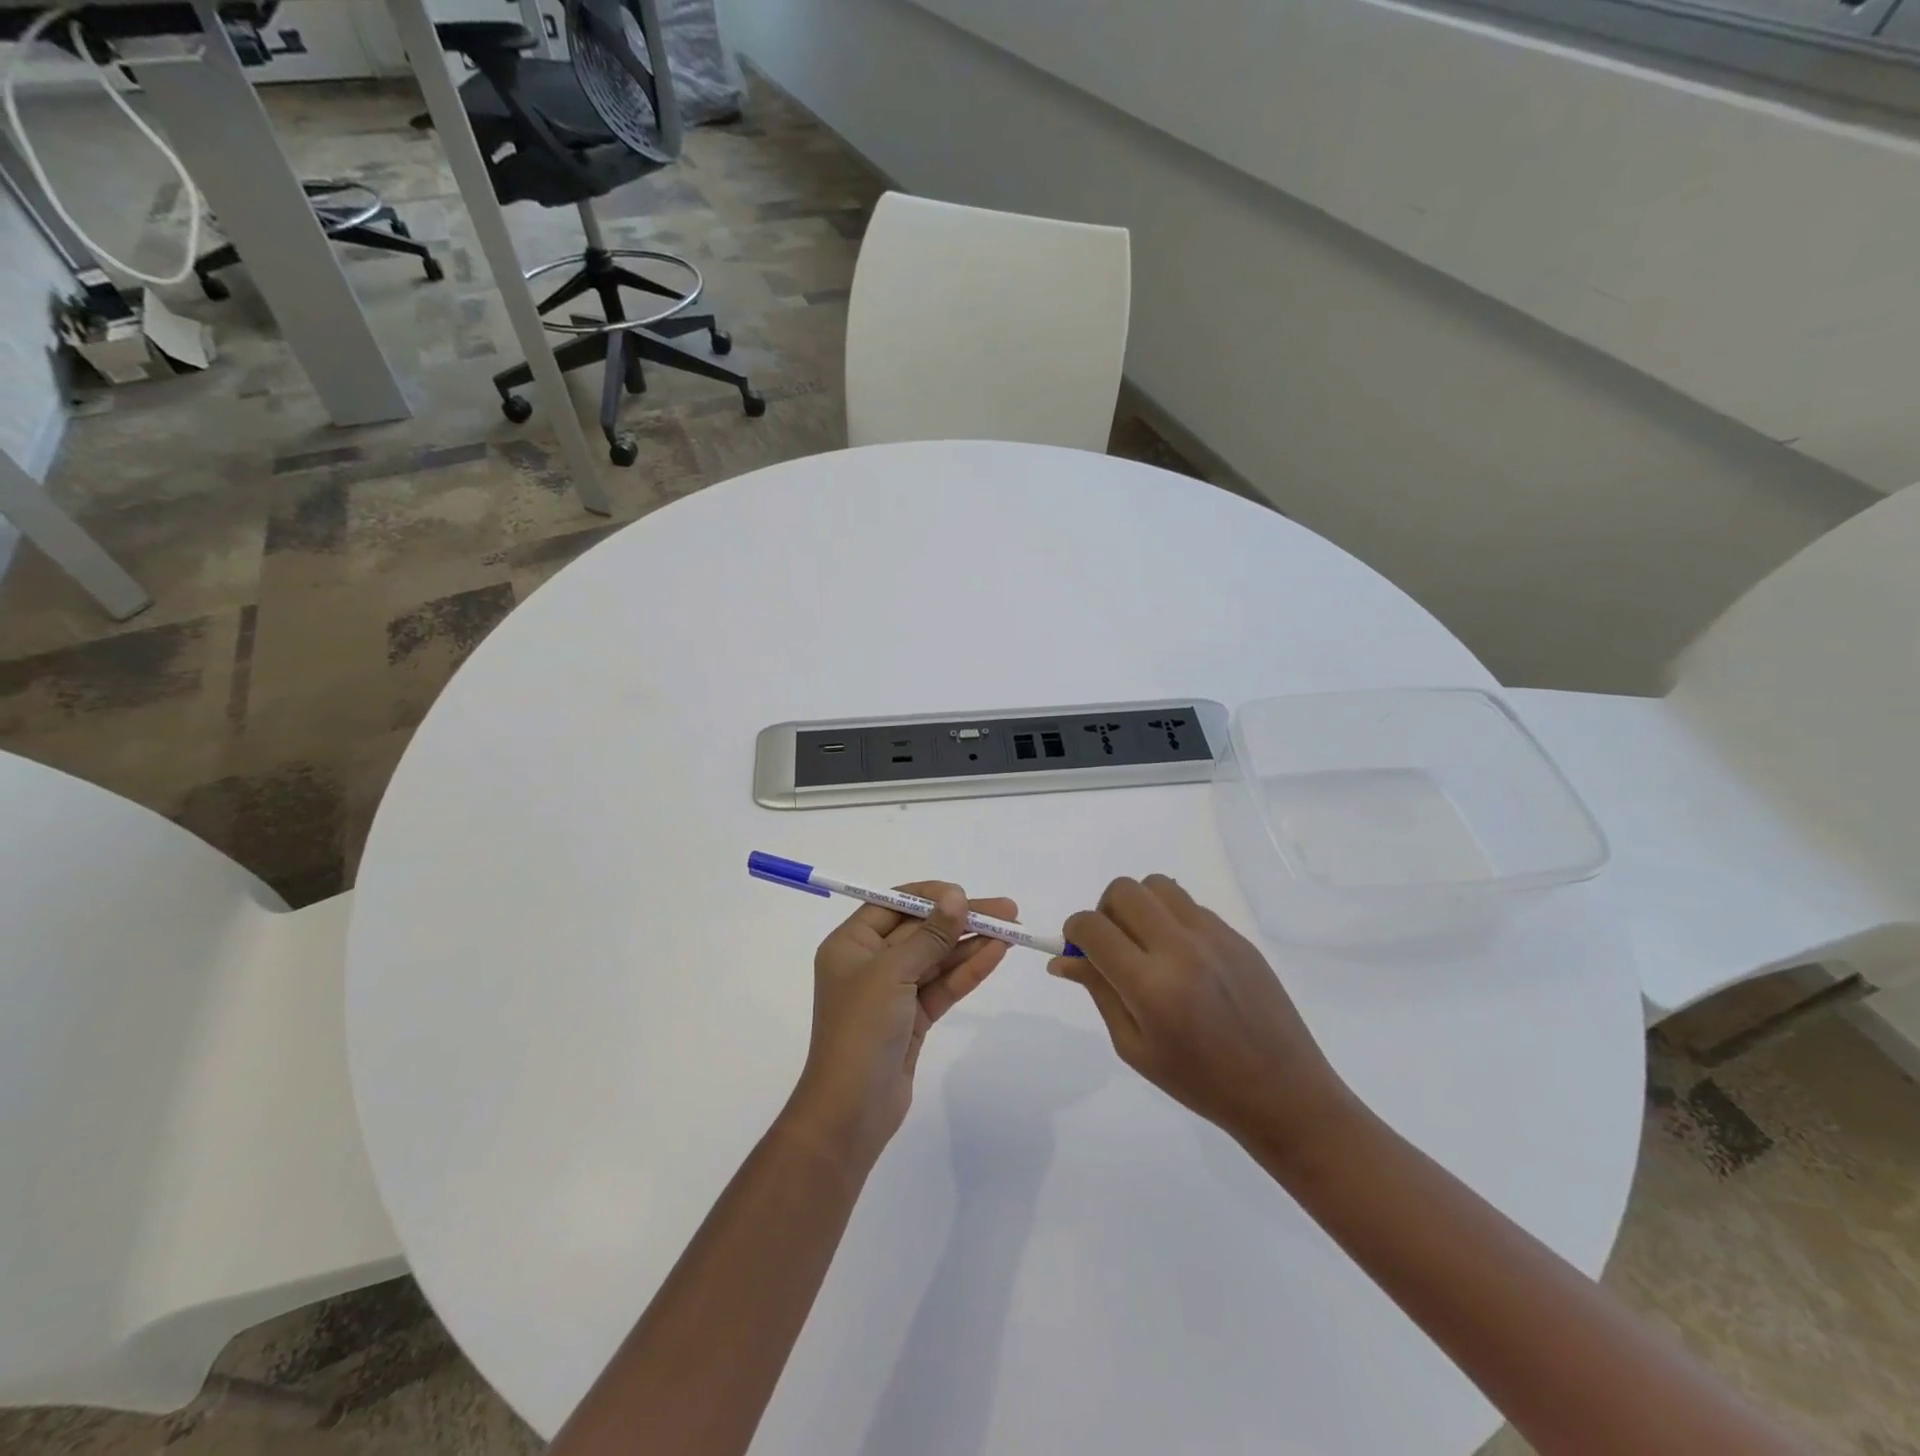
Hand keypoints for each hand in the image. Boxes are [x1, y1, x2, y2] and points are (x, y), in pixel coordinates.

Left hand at [784, 883, 1016, 1171]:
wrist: (851, 1111)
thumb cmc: (861, 1029)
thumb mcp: (893, 973)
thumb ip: (929, 935)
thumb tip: (955, 897)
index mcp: (851, 944)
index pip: (893, 904)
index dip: (931, 896)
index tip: (965, 894)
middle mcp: (870, 962)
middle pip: (921, 930)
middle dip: (960, 919)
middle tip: (1006, 910)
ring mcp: (893, 992)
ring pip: (937, 958)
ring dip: (971, 943)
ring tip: (1012, 930)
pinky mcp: (913, 1018)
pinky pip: (943, 985)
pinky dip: (968, 970)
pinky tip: (996, 954)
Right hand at [1048, 875, 1360, 1164]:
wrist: (1282, 1092)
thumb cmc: (1199, 1082)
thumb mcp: (1134, 1047)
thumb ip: (1098, 992)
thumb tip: (1061, 959)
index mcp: (1150, 986)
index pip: (1093, 927)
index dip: (1073, 931)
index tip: (1076, 948)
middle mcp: (1180, 948)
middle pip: (1124, 890)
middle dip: (1104, 910)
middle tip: (1112, 945)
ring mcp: (1214, 936)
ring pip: (1158, 885)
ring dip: (1139, 906)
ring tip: (1146, 944)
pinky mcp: (1237, 936)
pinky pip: (1189, 905)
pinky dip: (1172, 919)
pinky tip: (1183, 959)